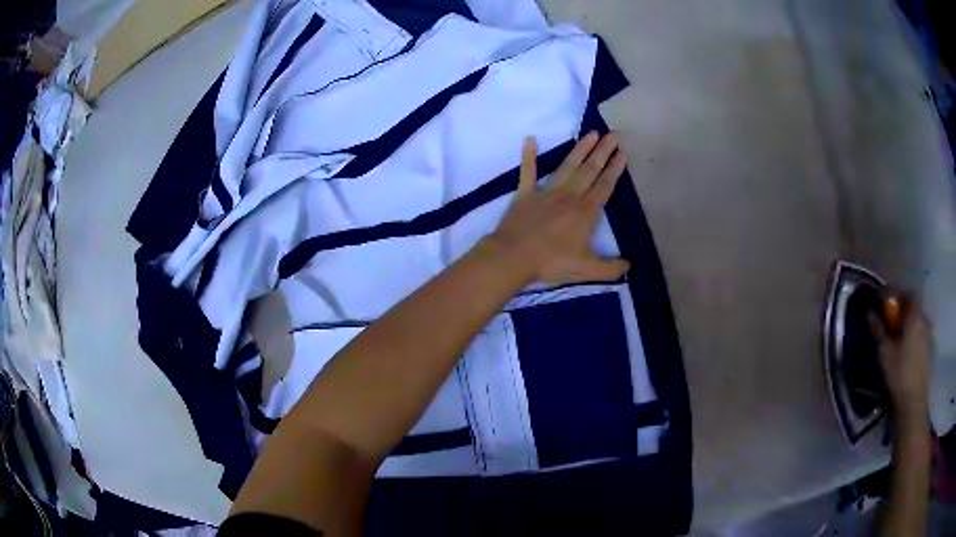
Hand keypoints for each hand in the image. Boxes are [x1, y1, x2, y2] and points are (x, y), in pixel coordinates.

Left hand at [487, 132, 629, 284]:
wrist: (513, 257)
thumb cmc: (551, 263)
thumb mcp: (586, 270)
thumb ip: (609, 269)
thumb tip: (629, 266)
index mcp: (585, 212)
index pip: (604, 186)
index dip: (614, 170)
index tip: (622, 153)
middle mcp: (569, 196)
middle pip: (589, 170)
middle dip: (603, 152)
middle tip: (614, 134)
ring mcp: (546, 192)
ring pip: (567, 166)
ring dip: (580, 149)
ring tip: (592, 133)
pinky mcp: (525, 194)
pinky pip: (528, 172)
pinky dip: (529, 156)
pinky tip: (530, 139)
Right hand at [874, 296, 930, 430]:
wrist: (913, 401)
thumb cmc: (899, 373)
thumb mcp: (885, 352)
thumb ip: (878, 329)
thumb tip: (869, 311)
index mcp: (914, 315)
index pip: (905, 293)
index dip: (894, 295)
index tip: (883, 302)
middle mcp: (923, 318)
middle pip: (912, 306)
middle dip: (900, 310)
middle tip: (888, 321)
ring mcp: (927, 334)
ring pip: (916, 320)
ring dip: (906, 323)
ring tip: (895, 336)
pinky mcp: (927, 348)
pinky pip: (919, 332)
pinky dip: (911, 334)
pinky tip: (904, 348)